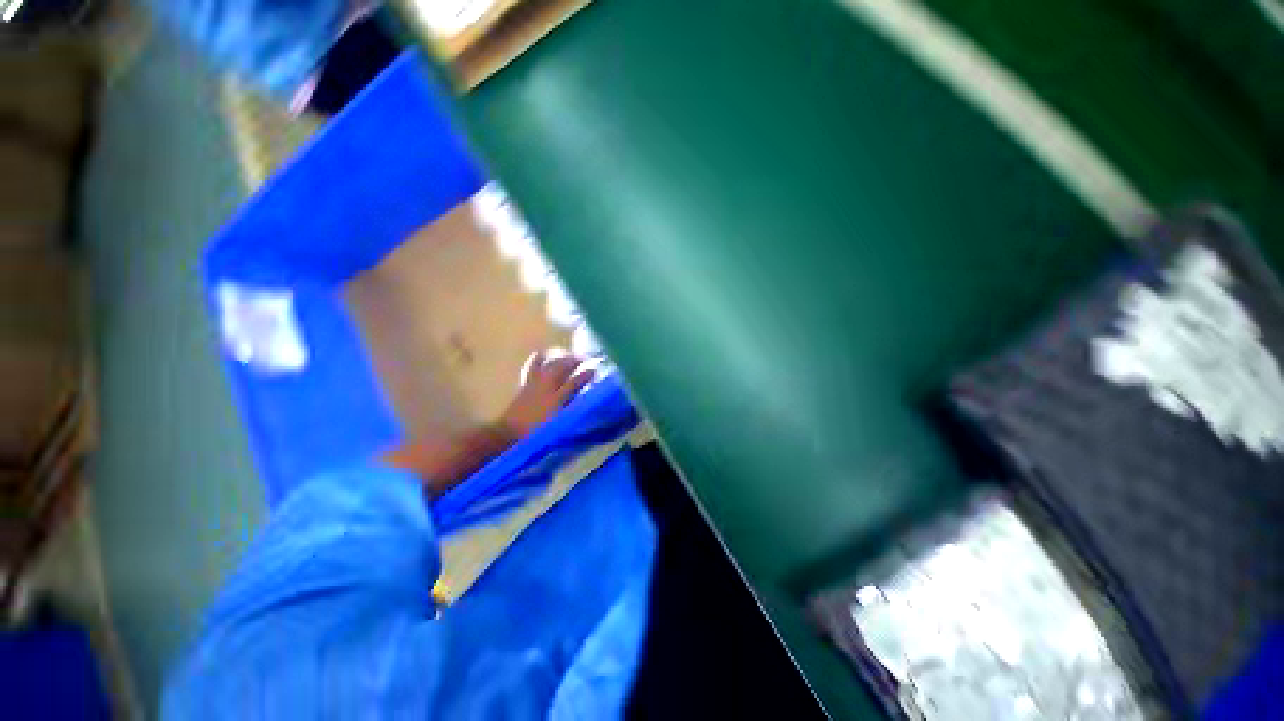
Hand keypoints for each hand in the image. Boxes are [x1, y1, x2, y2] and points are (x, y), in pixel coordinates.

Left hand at [499, 352, 592, 439]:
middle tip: (583, 358)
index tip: (595, 370)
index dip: (586, 375)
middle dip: (573, 362)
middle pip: (562, 369)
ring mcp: (535, 384)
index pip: (575, 382)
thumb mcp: (557, 423)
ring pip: (549, 366)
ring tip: (567, 355)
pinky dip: (538, 360)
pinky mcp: (526, 386)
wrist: (509, 433)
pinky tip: (541, 354)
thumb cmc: (536, 431)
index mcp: (557, 398)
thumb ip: (570, 409)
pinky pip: (533, 368)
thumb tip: (584, 401)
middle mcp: (547, 387)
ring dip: (559, 359)